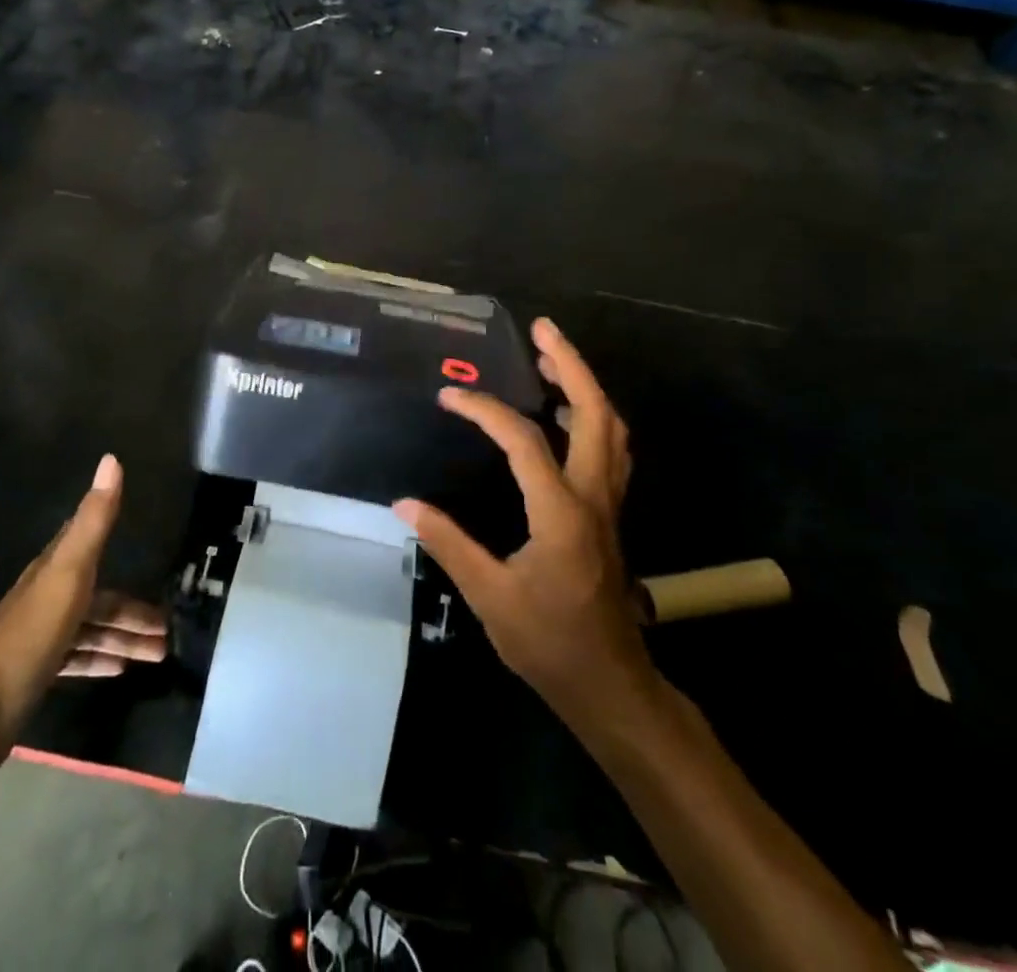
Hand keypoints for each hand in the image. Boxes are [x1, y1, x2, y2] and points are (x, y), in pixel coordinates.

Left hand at [0, 454, 166, 774]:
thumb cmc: (28, 637)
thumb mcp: (68, 574)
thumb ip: (93, 521)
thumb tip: (112, 459)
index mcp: (54, 570)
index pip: (89, 543)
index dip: (117, 537)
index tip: (147, 539)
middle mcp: (47, 598)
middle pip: (100, 598)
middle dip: (133, 612)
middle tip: (169, 630)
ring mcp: (41, 638)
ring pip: (92, 630)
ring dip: (124, 639)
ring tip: (159, 654)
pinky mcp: (36, 672)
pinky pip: (78, 658)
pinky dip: (100, 660)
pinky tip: (120, 670)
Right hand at [394, 319, 653, 726]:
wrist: (611, 685)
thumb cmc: (549, 644)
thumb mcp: (489, 597)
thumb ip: (448, 543)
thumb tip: (404, 503)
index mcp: (561, 512)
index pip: (523, 441)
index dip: (484, 411)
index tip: (448, 397)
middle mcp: (593, 497)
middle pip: (596, 413)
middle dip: (571, 365)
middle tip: (542, 330)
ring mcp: (609, 504)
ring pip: (612, 429)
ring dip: (585, 386)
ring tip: (552, 360)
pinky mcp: (609, 514)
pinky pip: (610, 449)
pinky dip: (592, 417)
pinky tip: (564, 416)